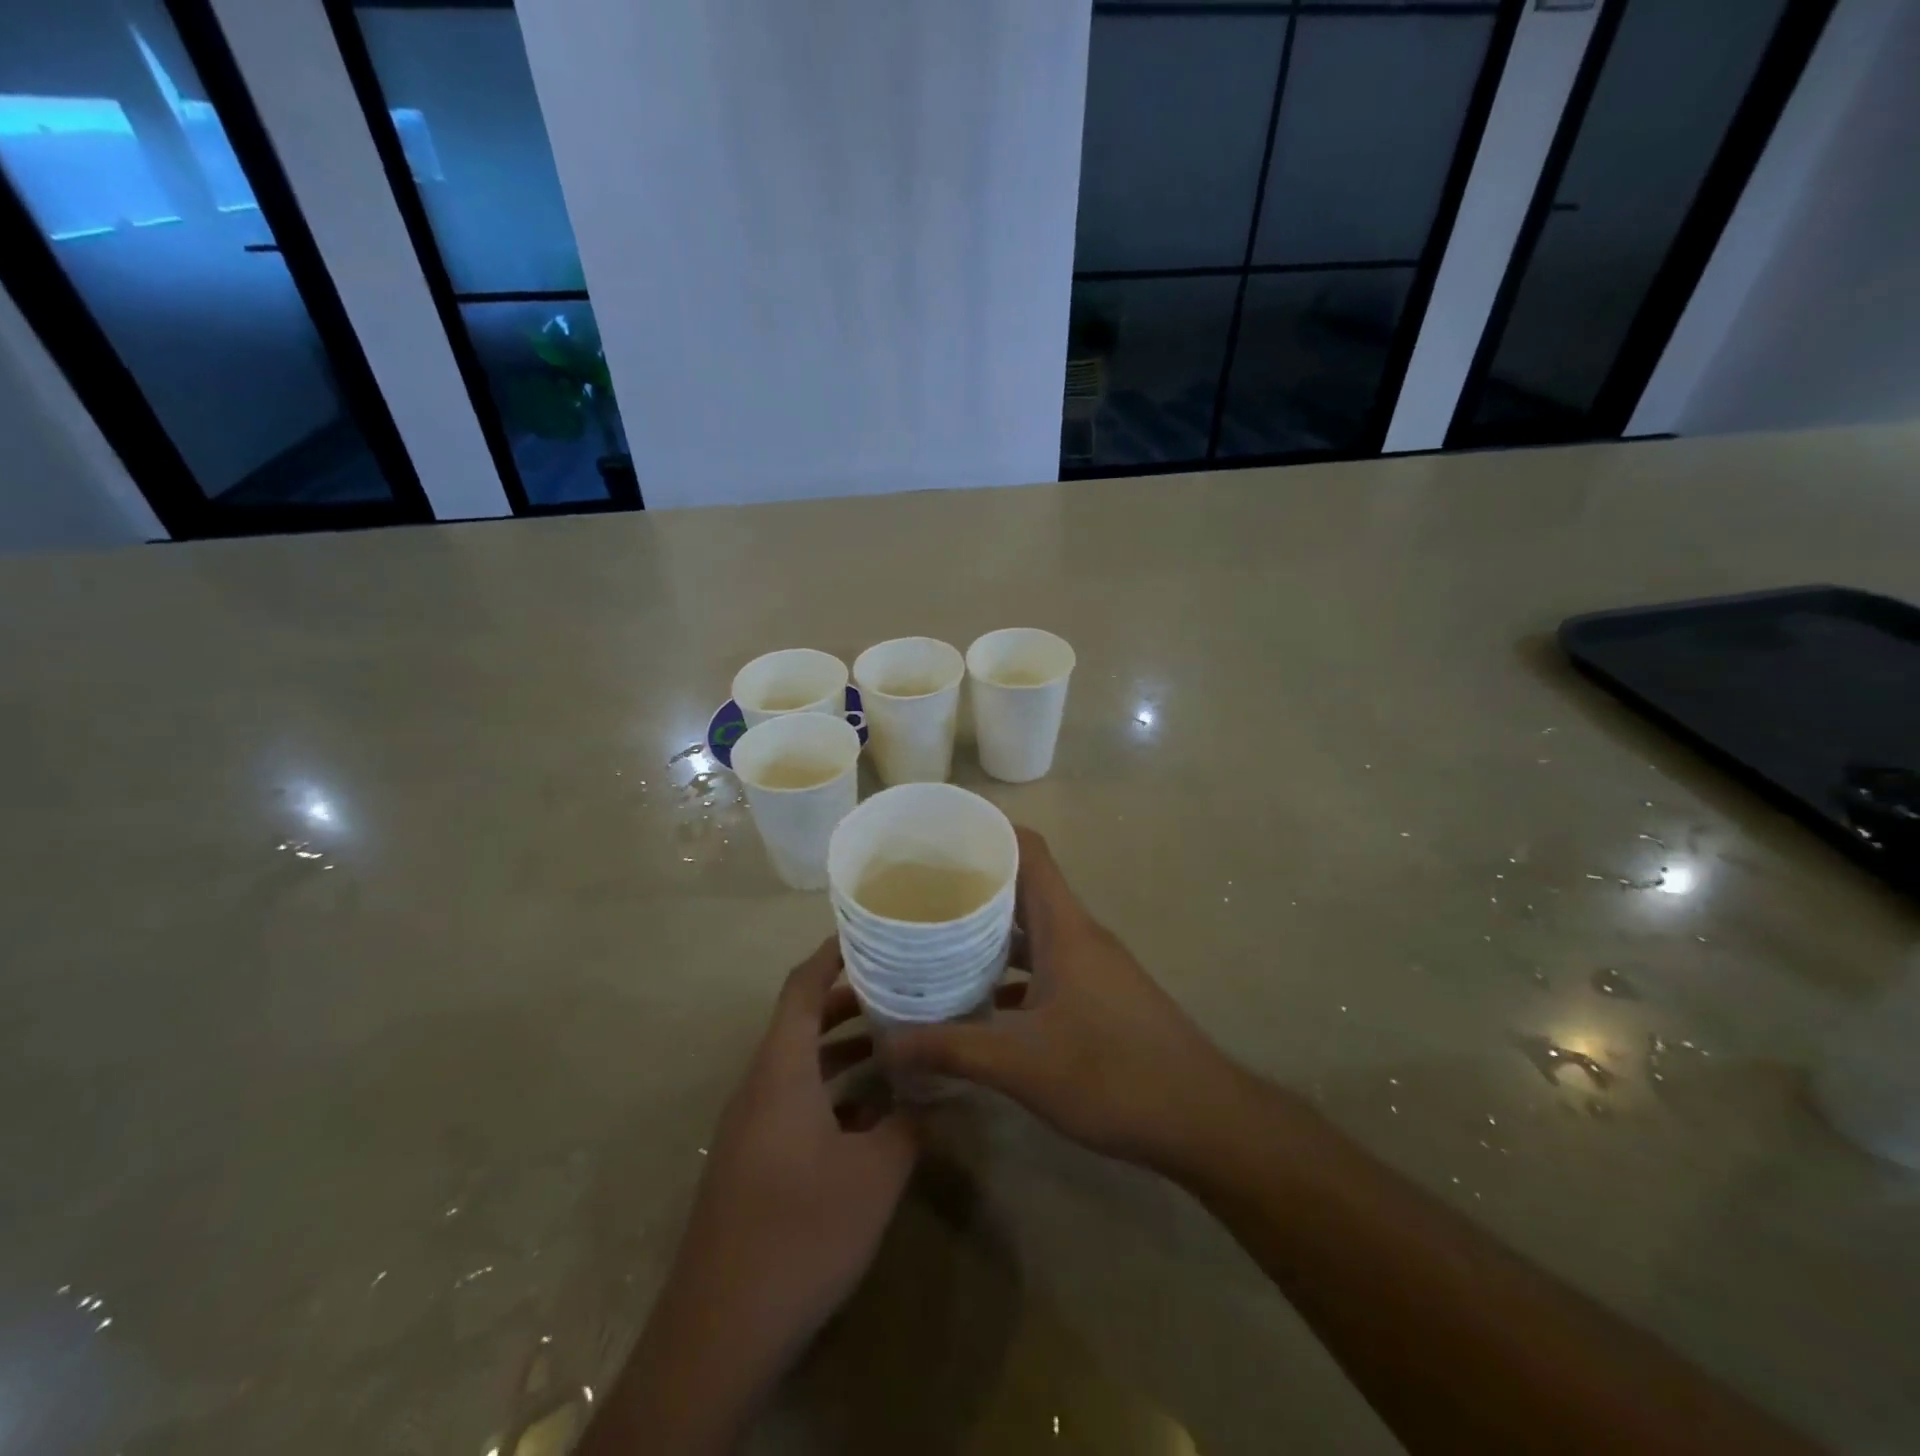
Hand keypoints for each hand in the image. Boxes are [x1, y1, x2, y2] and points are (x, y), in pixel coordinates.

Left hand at [585, 939, 915, 1454]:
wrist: (719, 1332)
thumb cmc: (799, 1231)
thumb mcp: (874, 1175)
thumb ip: (908, 1124)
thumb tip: (935, 1094)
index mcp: (781, 1070)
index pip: (802, 988)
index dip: (831, 954)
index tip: (870, 932)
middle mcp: (761, 1085)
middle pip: (803, 1021)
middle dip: (851, 1001)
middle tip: (902, 986)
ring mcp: (753, 1124)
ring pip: (802, 1064)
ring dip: (845, 1049)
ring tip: (898, 1040)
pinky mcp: (754, 1159)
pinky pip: (796, 1102)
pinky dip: (834, 1092)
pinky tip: (875, 1111)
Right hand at [885, 827, 1242, 1178]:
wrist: (1202, 1119)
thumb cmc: (1114, 1075)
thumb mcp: (1023, 1064)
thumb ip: (952, 1048)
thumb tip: (886, 1043)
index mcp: (1064, 927)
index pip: (1029, 851)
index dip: (988, 833)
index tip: (939, 837)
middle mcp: (1078, 934)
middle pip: (1024, 886)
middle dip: (974, 883)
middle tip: (919, 890)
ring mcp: (1092, 965)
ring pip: (1033, 929)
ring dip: (991, 930)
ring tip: (937, 938)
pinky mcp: (1098, 995)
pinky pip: (1045, 964)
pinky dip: (1011, 970)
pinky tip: (979, 998)